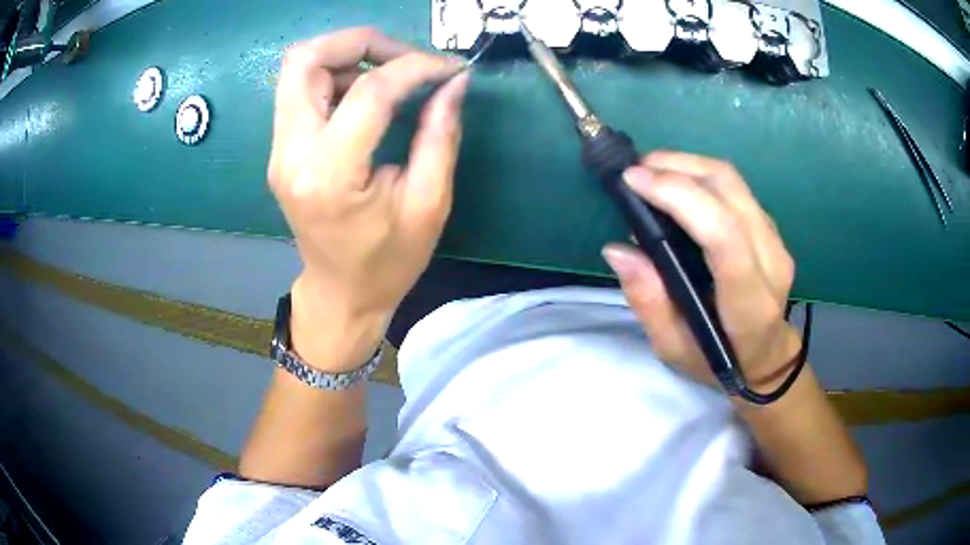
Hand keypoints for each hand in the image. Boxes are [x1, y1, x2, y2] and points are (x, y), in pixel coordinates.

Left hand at [268, 28, 468, 326]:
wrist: (340, 292)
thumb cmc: (388, 261)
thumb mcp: (429, 204)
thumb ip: (441, 135)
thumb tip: (453, 82)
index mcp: (330, 174)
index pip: (368, 90)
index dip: (415, 67)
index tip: (449, 69)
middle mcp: (292, 154)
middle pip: (307, 59)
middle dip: (361, 41)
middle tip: (405, 57)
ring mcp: (279, 150)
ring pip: (299, 68)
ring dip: (347, 56)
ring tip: (391, 74)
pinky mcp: (281, 149)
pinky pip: (300, 89)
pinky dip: (335, 75)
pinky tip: (367, 92)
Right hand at [602, 152, 801, 390]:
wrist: (765, 358)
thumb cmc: (717, 363)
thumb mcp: (673, 349)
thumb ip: (648, 302)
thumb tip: (618, 250)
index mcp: (749, 304)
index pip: (723, 236)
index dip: (680, 197)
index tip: (634, 182)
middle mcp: (771, 263)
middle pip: (729, 192)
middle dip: (677, 168)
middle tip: (635, 170)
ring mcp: (776, 241)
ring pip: (733, 181)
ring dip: (687, 164)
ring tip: (650, 169)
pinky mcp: (771, 229)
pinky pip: (736, 187)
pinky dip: (701, 175)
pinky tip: (676, 182)